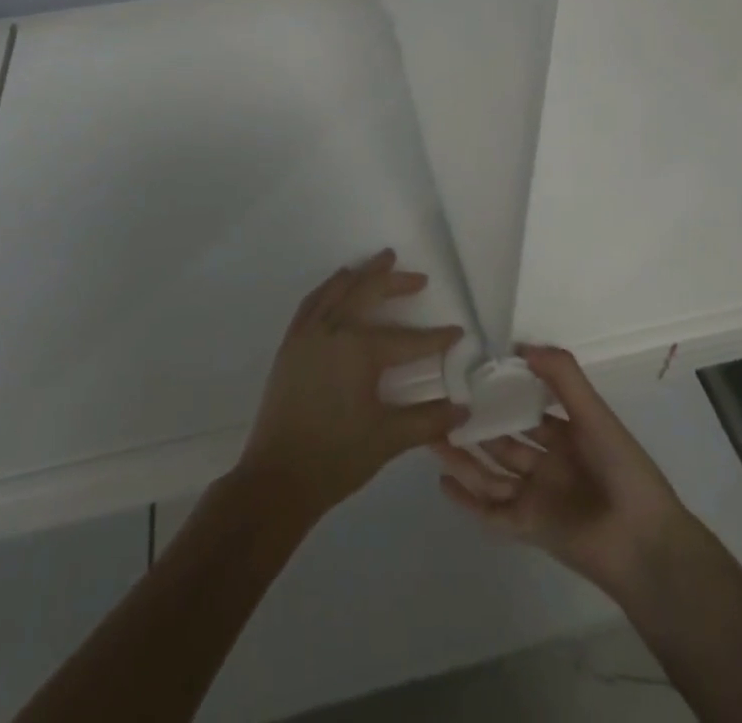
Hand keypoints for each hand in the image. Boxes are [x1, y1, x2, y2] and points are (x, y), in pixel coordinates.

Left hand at [236, 249, 467, 524]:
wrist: (277, 478)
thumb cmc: (336, 458)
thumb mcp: (388, 439)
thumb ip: (429, 420)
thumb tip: (465, 409)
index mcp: (360, 350)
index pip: (408, 339)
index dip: (436, 338)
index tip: (458, 331)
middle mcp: (333, 329)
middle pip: (369, 292)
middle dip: (396, 282)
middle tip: (419, 278)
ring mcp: (308, 333)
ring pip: (338, 288)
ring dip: (362, 274)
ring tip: (379, 264)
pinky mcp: (291, 343)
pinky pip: (313, 301)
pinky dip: (329, 287)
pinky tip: (338, 288)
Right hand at [434, 344, 698, 601]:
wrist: (644, 544)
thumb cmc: (623, 470)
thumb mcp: (594, 413)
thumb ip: (562, 376)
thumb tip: (519, 345)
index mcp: (568, 435)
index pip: (528, 408)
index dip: (503, 391)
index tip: (472, 372)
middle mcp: (549, 463)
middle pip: (504, 440)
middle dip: (476, 422)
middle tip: (441, 402)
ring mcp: (537, 496)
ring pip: (491, 471)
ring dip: (464, 455)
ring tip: (430, 434)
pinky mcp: (528, 526)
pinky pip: (490, 511)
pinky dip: (467, 497)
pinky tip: (442, 478)